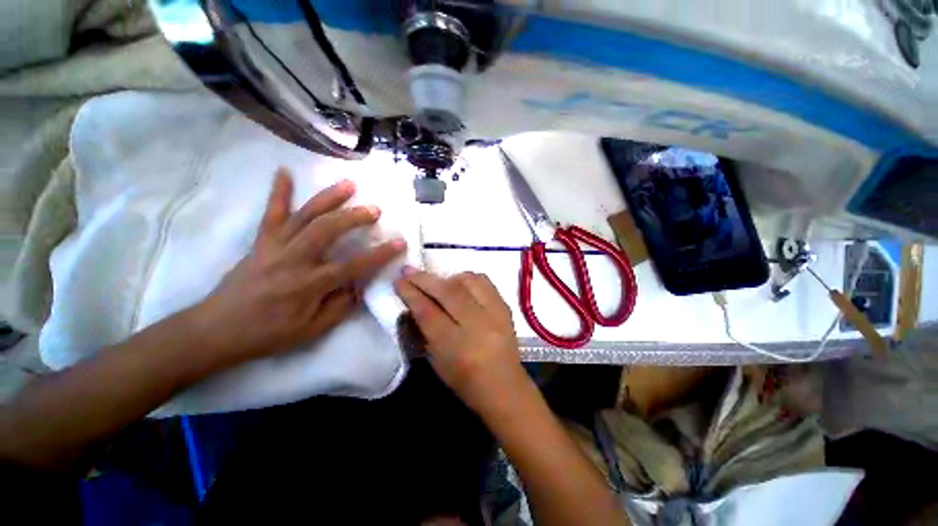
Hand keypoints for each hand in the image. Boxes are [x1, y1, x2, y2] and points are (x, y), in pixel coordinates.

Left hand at [192, 168, 405, 362]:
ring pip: (305, 216)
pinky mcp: (261, 242)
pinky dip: (278, 192)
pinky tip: (285, 171)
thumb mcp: (311, 330)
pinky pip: (271, 213)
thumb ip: (340, 306)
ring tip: (349, 184)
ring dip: (328, 198)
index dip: (380, 254)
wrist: (217, 330)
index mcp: (309, 285)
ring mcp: (275, 247)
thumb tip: (358, 285)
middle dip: (354, 217)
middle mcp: (294, 260)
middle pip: (327, 230)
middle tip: (375, 209)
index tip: (400, 242)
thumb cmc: (268, 334)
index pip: (353, 265)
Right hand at [394, 269, 527, 411]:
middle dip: (425, 279)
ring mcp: (495, 314)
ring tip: (440, 282)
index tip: (399, 280)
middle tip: (409, 270)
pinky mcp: (506, 307)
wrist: (504, 386)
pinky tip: (461, 284)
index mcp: (456, 347)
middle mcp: (477, 326)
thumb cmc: (464, 380)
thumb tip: (415, 301)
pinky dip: (469, 279)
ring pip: (468, 281)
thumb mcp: (437, 360)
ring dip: (448, 277)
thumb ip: (425, 329)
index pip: (429, 312)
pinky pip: (485, 282)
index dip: (411, 294)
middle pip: (448, 292)